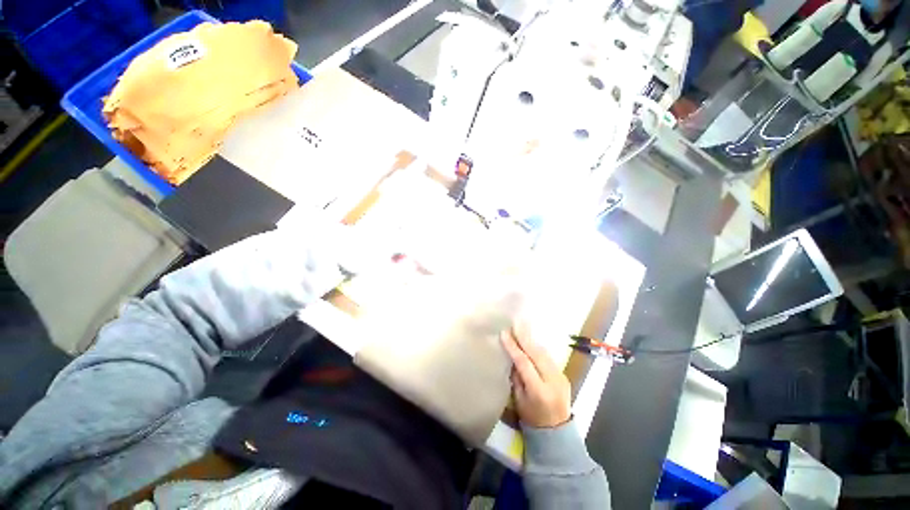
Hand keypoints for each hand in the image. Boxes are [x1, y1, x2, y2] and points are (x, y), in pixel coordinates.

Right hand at [501, 323, 570, 427]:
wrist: (557, 431)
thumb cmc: (532, 417)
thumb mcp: (519, 400)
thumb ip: (516, 377)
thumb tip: (512, 356)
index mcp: (538, 391)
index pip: (524, 363)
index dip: (513, 347)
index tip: (504, 333)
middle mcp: (552, 381)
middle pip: (537, 354)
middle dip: (524, 337)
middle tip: (515, 323)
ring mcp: (561, 377)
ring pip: (544, 353)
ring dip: (532, 340)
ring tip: (522, 327)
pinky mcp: (563, 374)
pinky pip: (549, 357)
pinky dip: (538, 348)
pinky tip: (531, 341)